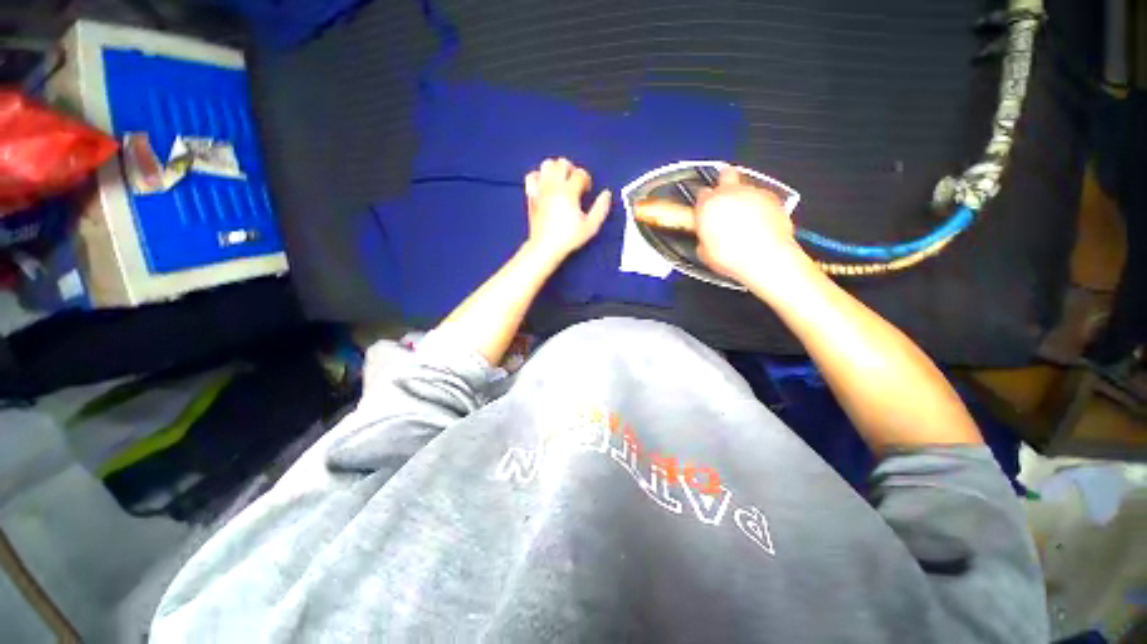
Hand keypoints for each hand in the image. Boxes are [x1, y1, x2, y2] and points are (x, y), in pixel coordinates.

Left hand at [523, 157, 611, 259]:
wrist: (545, 247)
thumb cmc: (568, 238)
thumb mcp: (591, 226)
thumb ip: (601, 208)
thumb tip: (606, 194)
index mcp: (569, 192)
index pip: (580, 173)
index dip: (586, 180)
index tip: (586, 192)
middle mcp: (553, 186)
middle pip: (562, 163)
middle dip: (572, 170)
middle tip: (575, 184)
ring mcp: (541, 189)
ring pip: (547, 165)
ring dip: (556, 169)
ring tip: (561, 182)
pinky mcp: (531, 195)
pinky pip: (532, 176)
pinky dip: (539, 176)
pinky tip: (545, 185)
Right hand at [694, 168, 809, 282]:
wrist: (765, 258)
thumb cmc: (734, 256)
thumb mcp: (705, 252)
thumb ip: (703, 237)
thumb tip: (705, 239)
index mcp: (708, 204)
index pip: (701, 194)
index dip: (703, 203)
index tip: (704, 211)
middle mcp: (730, 193)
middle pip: (725, 174)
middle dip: (724, 182)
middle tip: (724, 198)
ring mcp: (753, 193)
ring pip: (746, 186)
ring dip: (743, 198)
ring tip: (743, 219)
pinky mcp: (772, 198)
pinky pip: (763, 197)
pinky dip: (760, 206)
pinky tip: (758, 223)